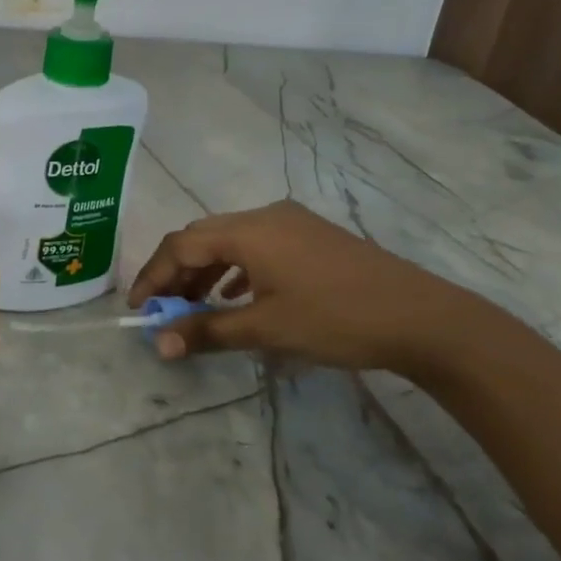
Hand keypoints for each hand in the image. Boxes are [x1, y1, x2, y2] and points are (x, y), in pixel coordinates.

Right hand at [127, 200, 482, 373]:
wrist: (423, 318)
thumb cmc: (337, 319)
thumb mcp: (266, 329)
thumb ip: (207, 330)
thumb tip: (159, 344)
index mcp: (249, 231)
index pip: (181, 245)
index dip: (153, 275)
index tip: (136, 309)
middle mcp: (265, 216)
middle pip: (202, 236)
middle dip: (176, 273)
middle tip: (161, 310)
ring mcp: (292, 223)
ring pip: (229, 240)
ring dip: (204, 271)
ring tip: (193, 306)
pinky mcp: (311, 237)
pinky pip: (256, 246)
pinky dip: (234, 269)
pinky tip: (235, 297)